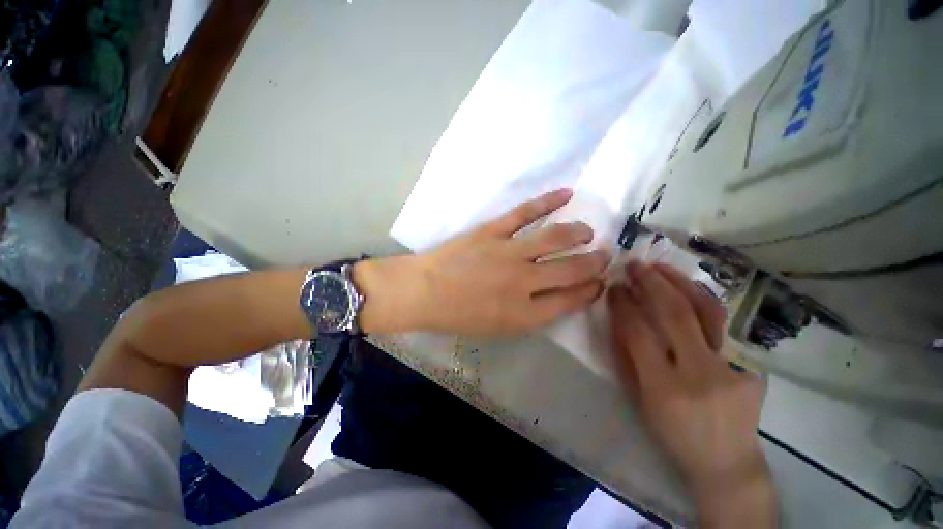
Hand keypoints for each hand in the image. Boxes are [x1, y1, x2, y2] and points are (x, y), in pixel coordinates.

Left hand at [357, 189, 608, 334]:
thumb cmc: (459, 316)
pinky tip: (566, 194)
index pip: (571, 300)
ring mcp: (508, 252)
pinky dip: (547, 201)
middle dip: (594, 263)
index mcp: (524, 313)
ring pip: (555, 237)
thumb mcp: (499, 329)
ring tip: (588, 232)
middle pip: (571, 269)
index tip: (598, 283)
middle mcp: (523, 282)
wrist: (424, 292)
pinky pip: (525, 213)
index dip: (590, 290)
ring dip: (578, 233)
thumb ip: (532, 314)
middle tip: (604, 257)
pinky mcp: (492, 231)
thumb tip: (558, 296)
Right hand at [607, 262, 775, 526]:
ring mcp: (732, 367)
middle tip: (634, 264)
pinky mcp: (751, 365)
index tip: (613, 286)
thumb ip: (625, 356)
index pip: (638, 332)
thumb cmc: (671, 432)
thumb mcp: (638, 398)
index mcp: (663, 388)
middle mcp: (700, 373)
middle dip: (650, 282)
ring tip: (660, 267)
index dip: (623, 304)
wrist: (726, 461)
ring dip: (679, 282)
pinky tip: (686, 288)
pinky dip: (700, 299)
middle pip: (675, 314)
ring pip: (707, 311)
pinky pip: (722, 323)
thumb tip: (618, 317)